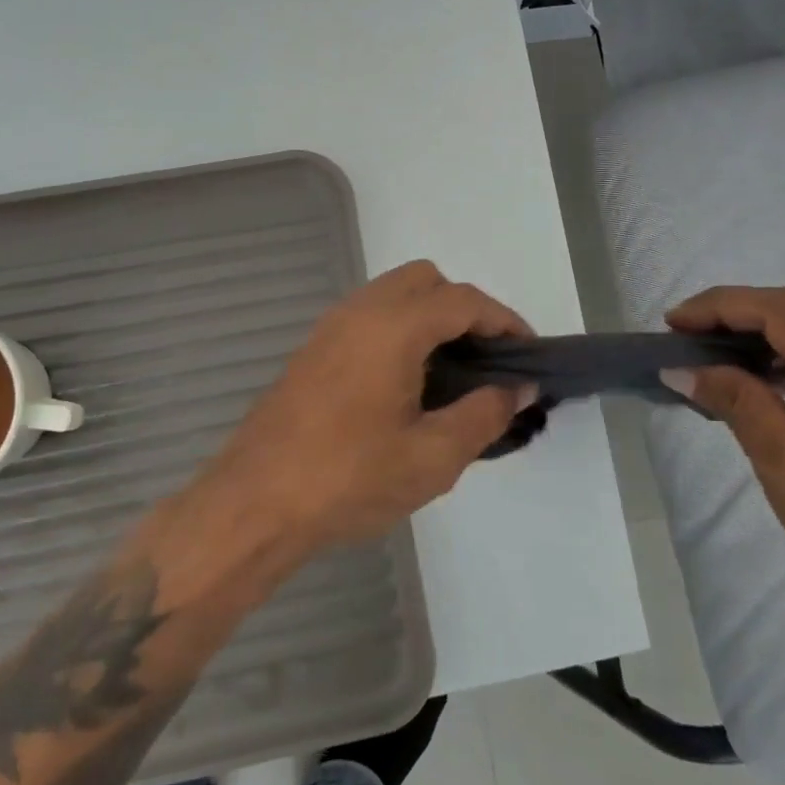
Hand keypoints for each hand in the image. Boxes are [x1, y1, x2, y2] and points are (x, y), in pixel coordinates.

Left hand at [213, 261, 534, 556]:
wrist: (255, 503)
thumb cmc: (349, 479)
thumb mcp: (432, 457)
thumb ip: (484, 414)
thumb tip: (518, 388)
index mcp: (392, 327)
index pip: (463, 300)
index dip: (504, 320)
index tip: (529, 353)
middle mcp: (359, 312)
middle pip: (425, 280)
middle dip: (464, 308)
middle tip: (486, 359)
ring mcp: (330, 328)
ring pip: (393, 295)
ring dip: (429, 317)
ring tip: (452, 372)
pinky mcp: (313, 350)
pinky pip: (368, 317)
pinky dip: (399, 329)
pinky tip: (407, 383)